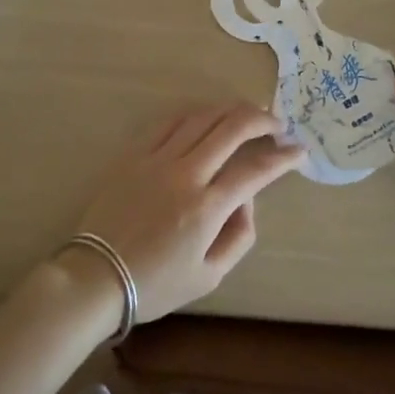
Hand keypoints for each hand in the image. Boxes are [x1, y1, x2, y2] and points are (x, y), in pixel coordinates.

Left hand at [72, 105, 303, 323]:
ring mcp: (158, 158)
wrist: (95, 276)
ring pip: (203, 116)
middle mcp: (186, 174)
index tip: (299, 150)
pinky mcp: (135, 153)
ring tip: (248, 112)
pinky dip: (196, 113)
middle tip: (276, 124)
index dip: (284, 157)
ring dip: (231, 109)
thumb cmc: (155, 284)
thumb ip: (239, 236)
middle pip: (232, 128)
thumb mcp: (209, 277)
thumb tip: (247, 198)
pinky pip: (170, 121)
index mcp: (207, 208)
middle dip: (262, 119)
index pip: (256, 170)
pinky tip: (207, 116)